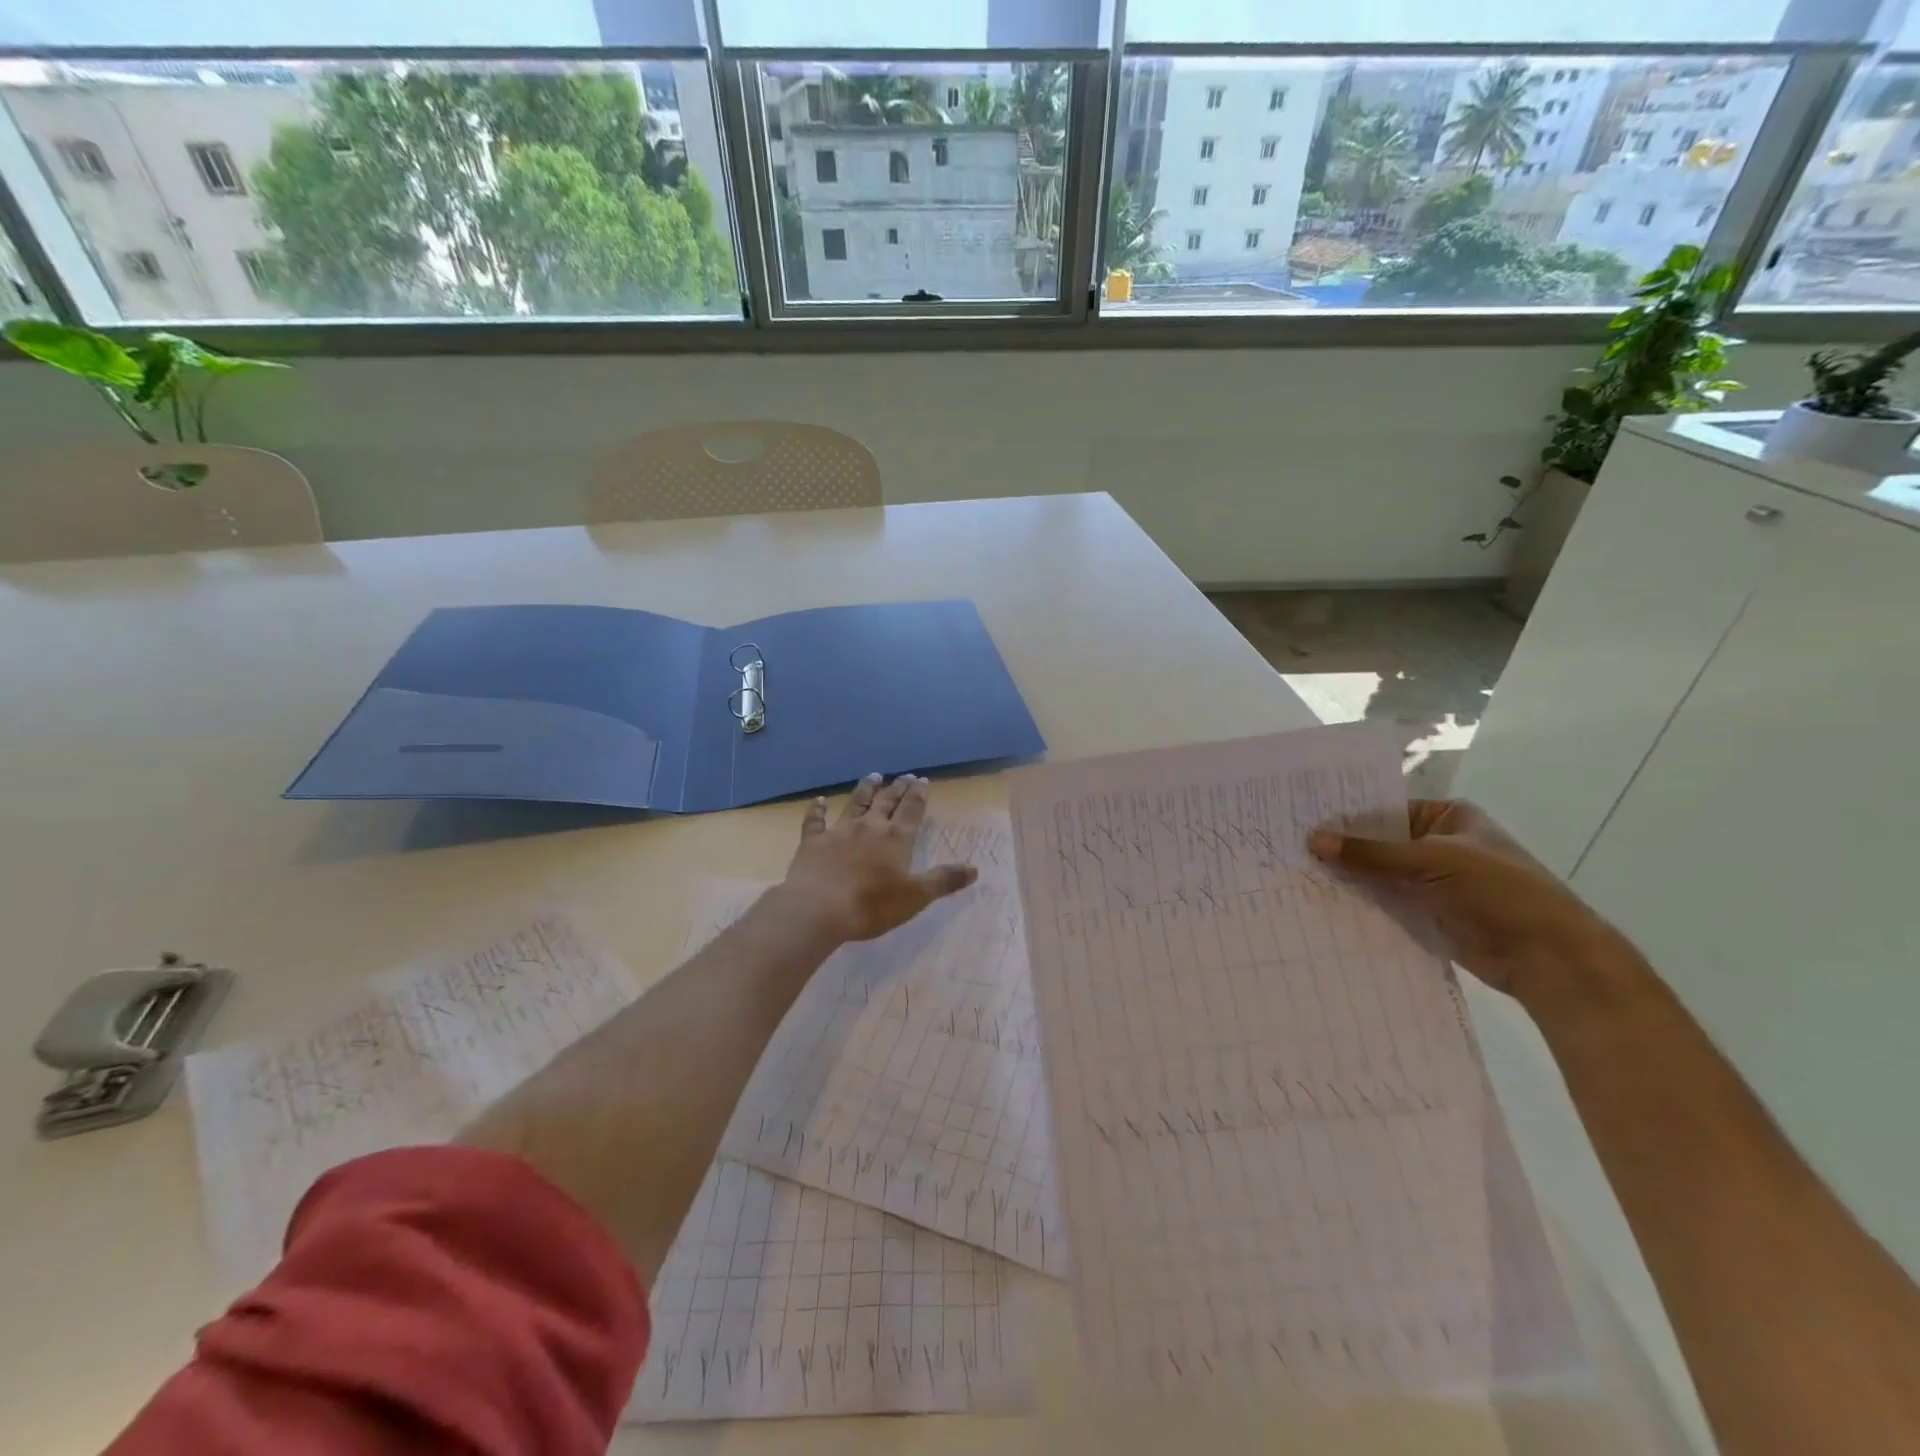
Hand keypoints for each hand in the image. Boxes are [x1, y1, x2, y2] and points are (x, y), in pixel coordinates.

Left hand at [778, 773, 978, 944]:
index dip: (918, 794)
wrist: (818, 908)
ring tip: (874, 776)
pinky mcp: (813, 842)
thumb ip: (944, 880)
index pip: (912, 810)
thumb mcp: (916, 897)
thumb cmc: (872, 905)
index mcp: (896, 838)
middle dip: (897, 788)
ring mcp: (839, 831)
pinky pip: (815, 820)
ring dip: (865, 789)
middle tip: (904, 776)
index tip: (922, 780)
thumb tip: (974, 869)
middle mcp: (869, 827)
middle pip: (886, 801)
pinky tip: (818, 801)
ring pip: (855, 803)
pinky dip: (817, 809)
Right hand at [1308, 799, 1646, 1011]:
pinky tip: (1320, 900)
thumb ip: (1370, 853)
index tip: (1299, 815)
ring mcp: (1431, 880)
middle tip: (1287, 844)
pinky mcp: (1426, 912)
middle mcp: (1437, 843)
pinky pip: (1384, 901)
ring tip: (1294, 872)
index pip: (1384, 806)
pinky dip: (1359, 901)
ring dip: (1346, 876)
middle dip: (1340, 847)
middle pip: (1378, 841)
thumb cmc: (1497, 891)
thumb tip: (1312, 839)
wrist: (1548, 957)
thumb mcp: (1430, 861)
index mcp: (1446, 816)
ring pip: (1378, 873)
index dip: (1345, 812)